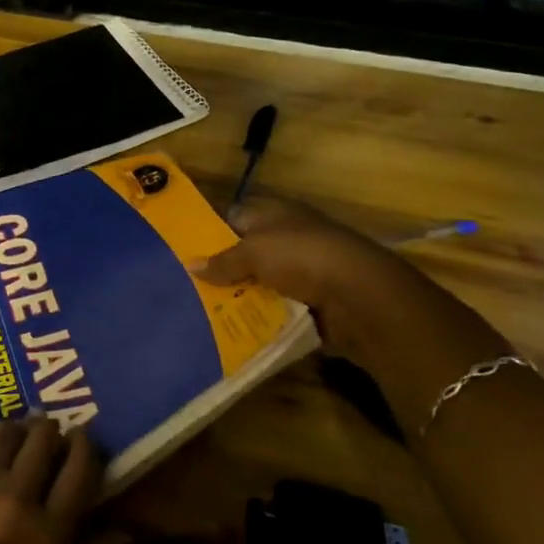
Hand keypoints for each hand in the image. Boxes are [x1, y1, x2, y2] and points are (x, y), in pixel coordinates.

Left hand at [0, 419, 120, 543]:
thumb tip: (125, 533)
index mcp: (46, 534)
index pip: (81, 472)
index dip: (85, 447)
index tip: (82, 437)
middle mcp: (17, 496)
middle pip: (45, 439)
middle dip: (51, 431)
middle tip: (49, 431)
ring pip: (8, 430)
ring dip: (17, 431)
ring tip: (15, 436)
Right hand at [197, 203, 510, 426]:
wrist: (362, 297)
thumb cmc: (303, 257)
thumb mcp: (253, 252)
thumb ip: (222, 261)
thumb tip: (191, 266)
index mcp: (275, 214)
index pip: (233, 217)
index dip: (208, 231)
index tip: (180, 251)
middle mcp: (288, 238)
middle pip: (245, 253)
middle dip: (219, 270)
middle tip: (184, 287)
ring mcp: (302, 272)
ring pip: (259, 284)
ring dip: (239, 298)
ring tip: (200, 313)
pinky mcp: (312, 303)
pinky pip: (276, 309)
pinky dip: (259, 318)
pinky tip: (232, 330)